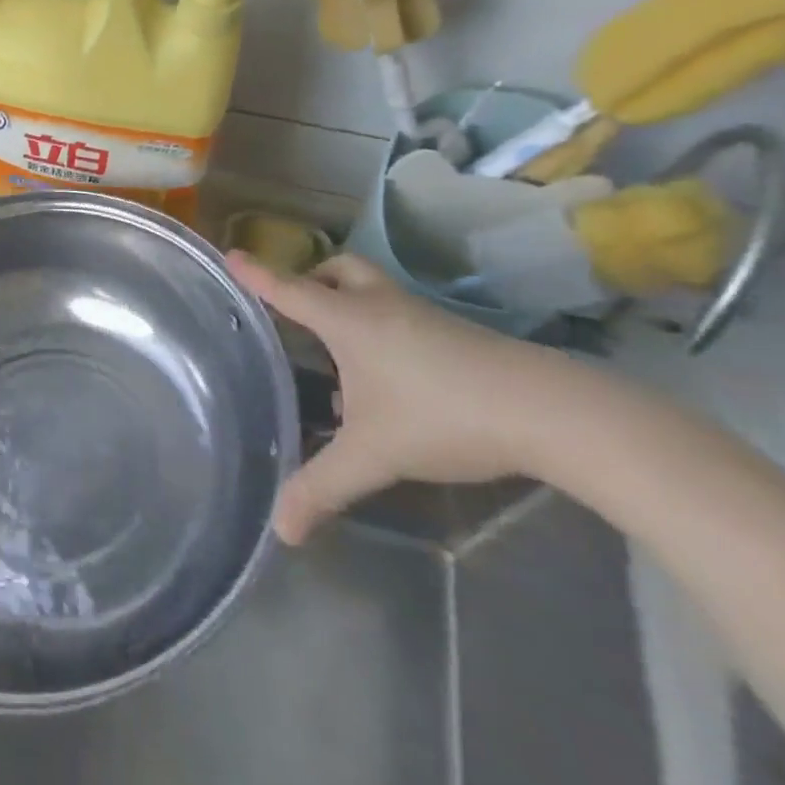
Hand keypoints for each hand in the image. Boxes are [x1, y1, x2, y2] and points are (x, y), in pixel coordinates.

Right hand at [226, 252, 565, 544]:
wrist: (554, 413)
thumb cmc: (444, 417)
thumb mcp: (373, 455)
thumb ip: (321, 487)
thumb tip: (281, 531)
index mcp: (349, 321)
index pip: (289, 290)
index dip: (257, 274)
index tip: (230, 254)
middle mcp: (382, 308)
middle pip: (340, 271)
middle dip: (313, 278)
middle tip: (298, 305)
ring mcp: (424, 318)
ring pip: (374, 293)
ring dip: (349, 307)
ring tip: (336, 353)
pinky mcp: (457, 336)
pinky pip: (401, 318)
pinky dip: (380, 333)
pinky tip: (386, 385)